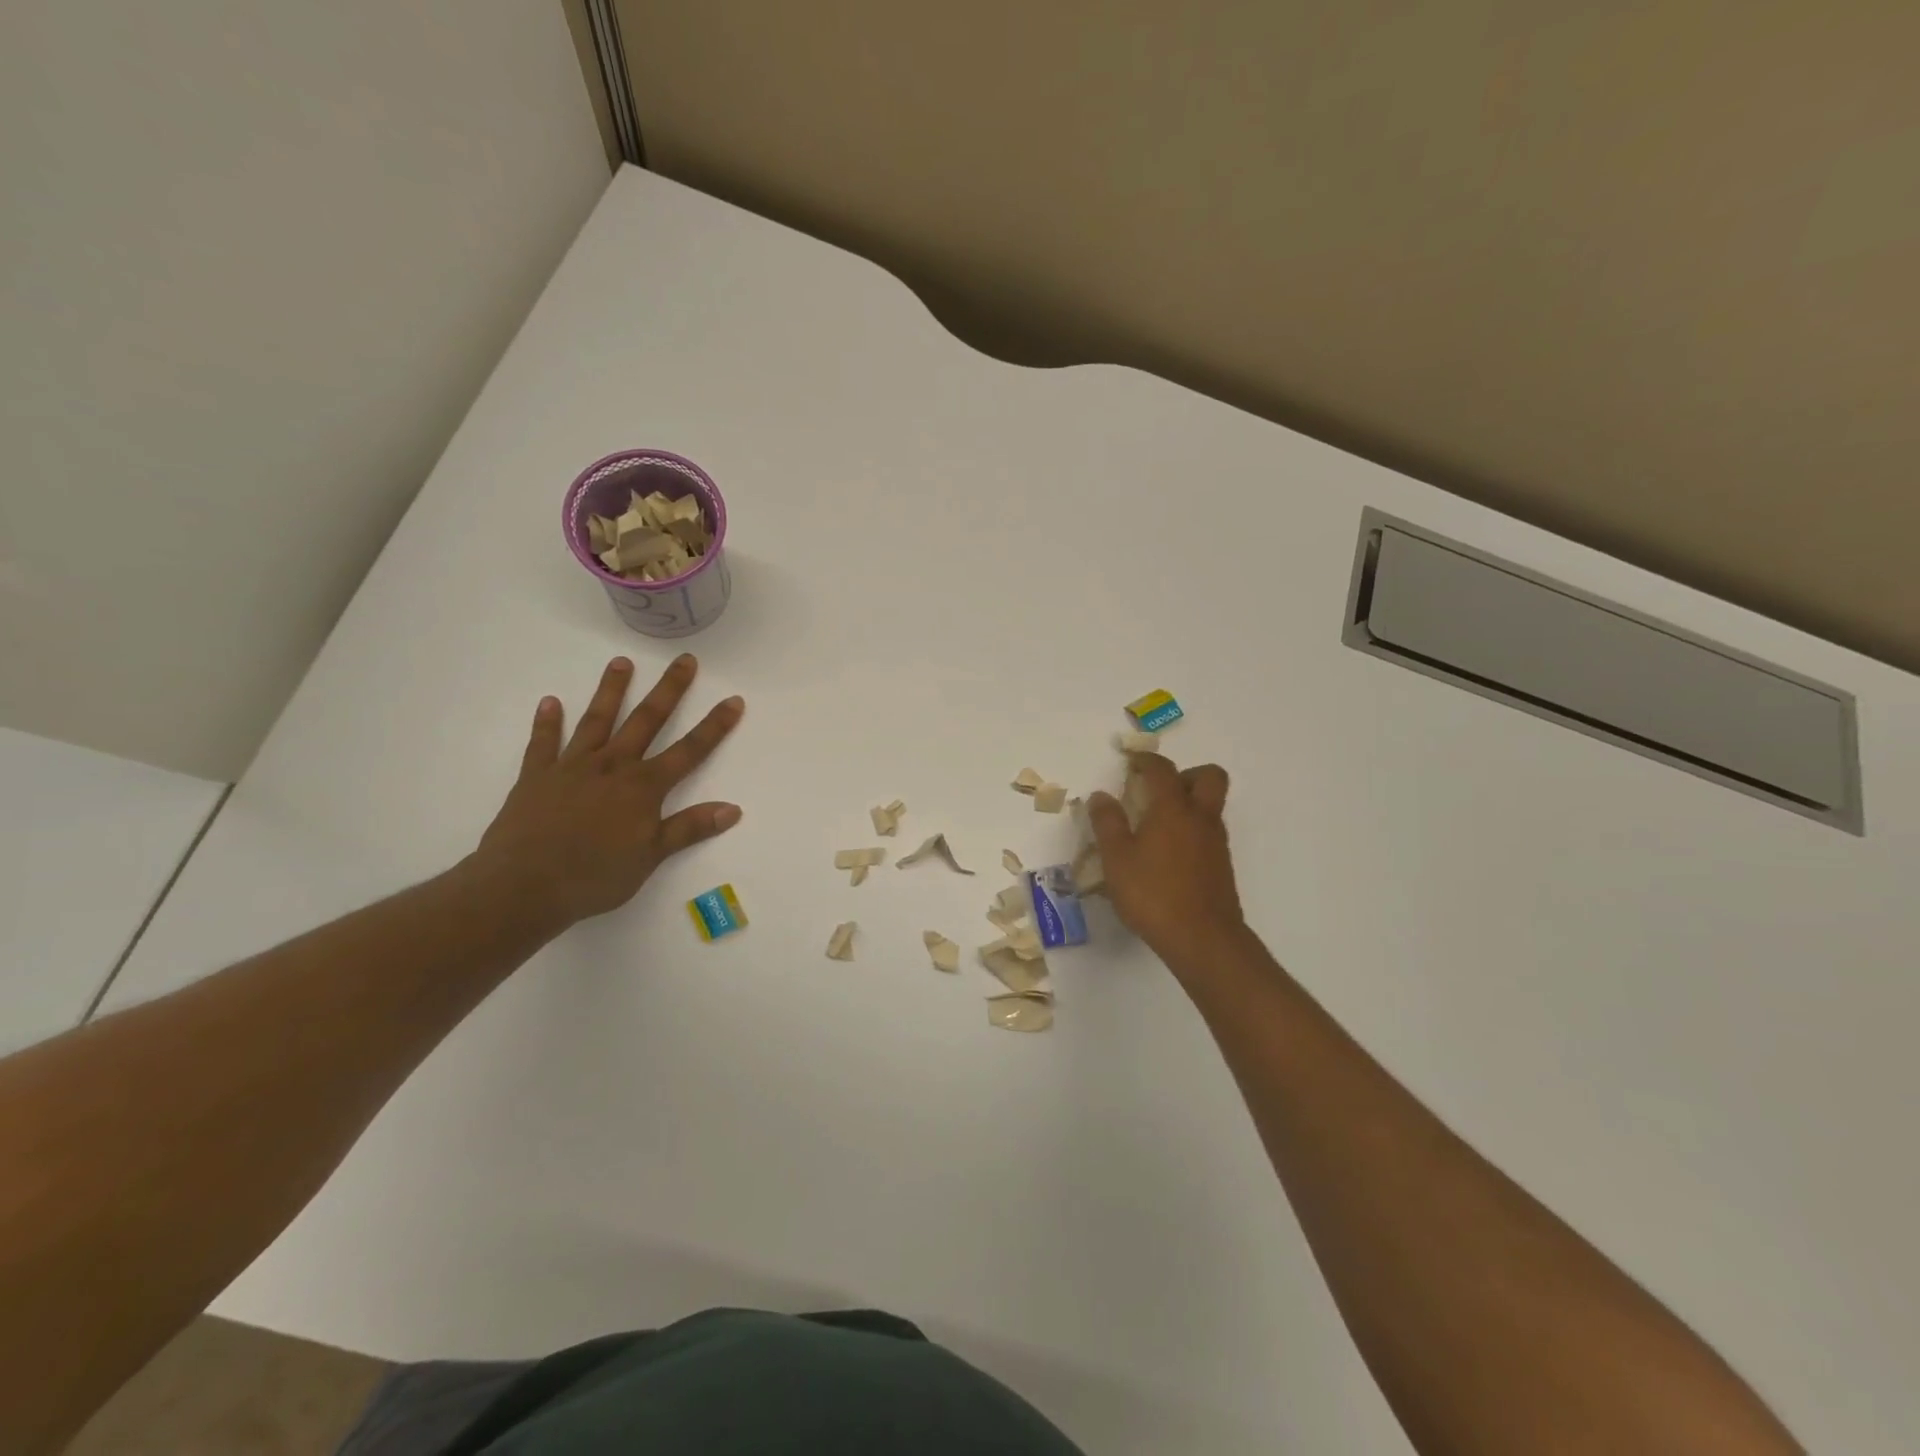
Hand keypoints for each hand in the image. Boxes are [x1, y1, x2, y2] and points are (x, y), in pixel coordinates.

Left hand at [472, 655, 743, 926]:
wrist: (524, 885)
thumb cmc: (595, 876)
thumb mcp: (651, 856)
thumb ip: (690, 828)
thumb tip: (733, 809)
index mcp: (643, 787)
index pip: (689, 750)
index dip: (714, 726)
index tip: (733, 700)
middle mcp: (612, 767)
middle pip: (646, 721)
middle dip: (669, 690)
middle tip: (684, 660)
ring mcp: (572, 768)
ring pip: (597, 721)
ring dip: (611, 691)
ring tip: (621, 662)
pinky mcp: (537, 777)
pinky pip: (543, 744)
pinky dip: (547, 723)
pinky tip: (550, 702)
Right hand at [1086, 754, 1243, 961]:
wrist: (1203, 938)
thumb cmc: (1153, 893)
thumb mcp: (1117, 858)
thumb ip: (1108, 823)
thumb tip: (1100, 796)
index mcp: (1173, 809)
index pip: (1163, 769)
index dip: (1146, 760)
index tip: (1131, 761)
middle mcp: (1201, 818)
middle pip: (1208, 777)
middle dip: (1185, 774)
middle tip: (1158, 791)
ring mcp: (1216, 842)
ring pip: (1211, 806)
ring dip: (1189, 804)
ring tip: (1156, 826)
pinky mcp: (1221, 866)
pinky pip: (1209, 833)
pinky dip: (1191, 832)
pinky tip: (1168, 856)